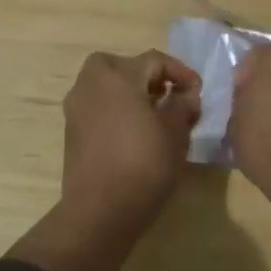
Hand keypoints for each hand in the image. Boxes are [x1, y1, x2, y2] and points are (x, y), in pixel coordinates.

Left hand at [60, 49, 201, 228]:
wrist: (101, 210)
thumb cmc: (143, 163)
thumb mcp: (175, 132)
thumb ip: (182, 105)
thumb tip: (185, 95)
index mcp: (116, 76)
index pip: (154, 60)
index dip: (181, 72)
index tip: (198, 92)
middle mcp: (90, 84)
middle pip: (123, 66)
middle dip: (149, 77)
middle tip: (170, 96)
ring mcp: (76, 108)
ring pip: (107, 86)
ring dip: (130, 93)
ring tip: (155, 115)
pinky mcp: (72, 132)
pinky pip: (98, 107)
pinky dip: (116, 110)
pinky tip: (135, 132)